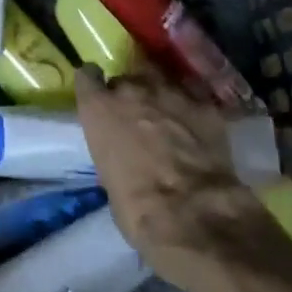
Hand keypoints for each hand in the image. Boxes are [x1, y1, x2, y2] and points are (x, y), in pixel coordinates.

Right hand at [75, 66, 263, 282]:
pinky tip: (198, 128)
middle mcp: (132, 89)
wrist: (194, 214)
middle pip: (127, 77)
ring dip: (161, 96)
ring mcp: (170, 92)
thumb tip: (124, 152)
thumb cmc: (138, 209)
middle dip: (132, 93)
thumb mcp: (109, 179)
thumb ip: (113, 151)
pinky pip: (193, 96)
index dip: (94, 86)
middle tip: (139, 115)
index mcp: (100, 108)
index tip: (99, 96)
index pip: (87, 76)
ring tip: (170, 118)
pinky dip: (192, 109)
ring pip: (161, 80)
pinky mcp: (204, 104)